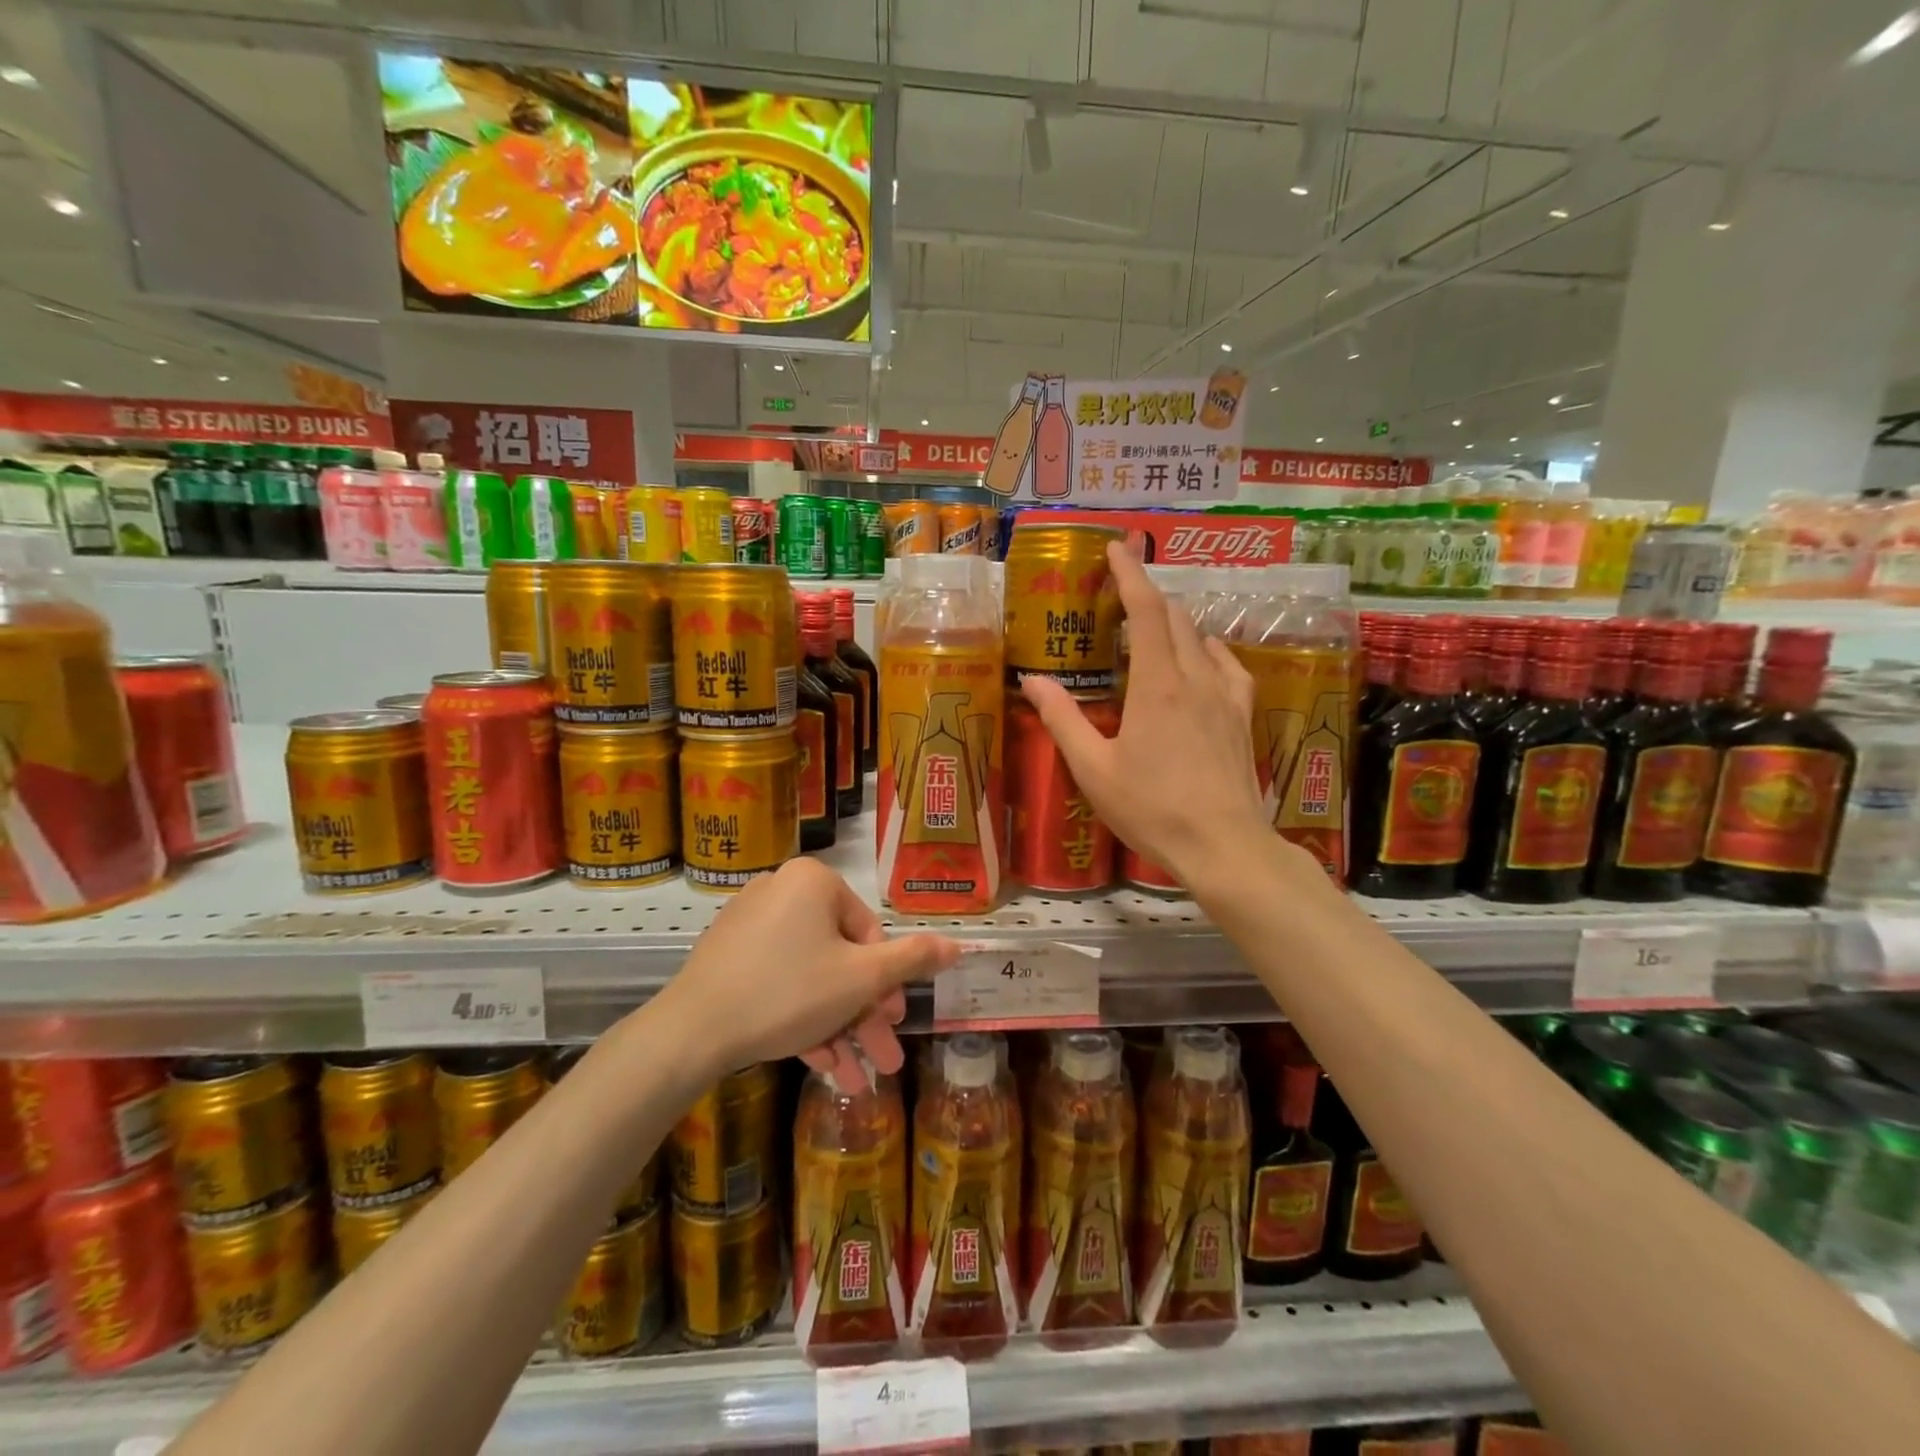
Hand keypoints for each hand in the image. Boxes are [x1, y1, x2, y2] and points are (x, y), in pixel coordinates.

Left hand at [651, 857, 957, 1091]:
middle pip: (840, 958)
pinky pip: (780, 982)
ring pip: (812, 977)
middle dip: (865, 1015)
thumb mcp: (862, 979)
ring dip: (838, 1027)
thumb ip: (913, 960)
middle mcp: (782, 891)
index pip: (868, 931)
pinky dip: (803, 1019)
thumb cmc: (789, 993)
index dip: (886, 983)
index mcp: (814, 882)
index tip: (893, 1023)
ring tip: (858, 1078)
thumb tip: (958, 944)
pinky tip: (822, 1066)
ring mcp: (750, 924)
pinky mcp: (728, 957)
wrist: (690, 1033)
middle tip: (885, 1056)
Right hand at [1021, 540, 1269, 886]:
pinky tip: (1200, 661)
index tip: (1115, 548)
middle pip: (1173, 617)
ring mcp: (1225, 695)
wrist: (1224, 845)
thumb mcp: (1093, 769)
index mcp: (1156, 684)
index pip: (1144, 610)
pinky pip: (1228, 665)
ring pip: (1200, 637)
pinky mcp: (1243, 715)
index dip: (1129, 573)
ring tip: (1149, 633)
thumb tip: (1031, 681)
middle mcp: (1195, 678)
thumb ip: (1061, 720)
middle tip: (1117, 598)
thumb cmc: (1152, 809)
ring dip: (1173, 624)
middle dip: (1146, 596)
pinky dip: (1207, 651)